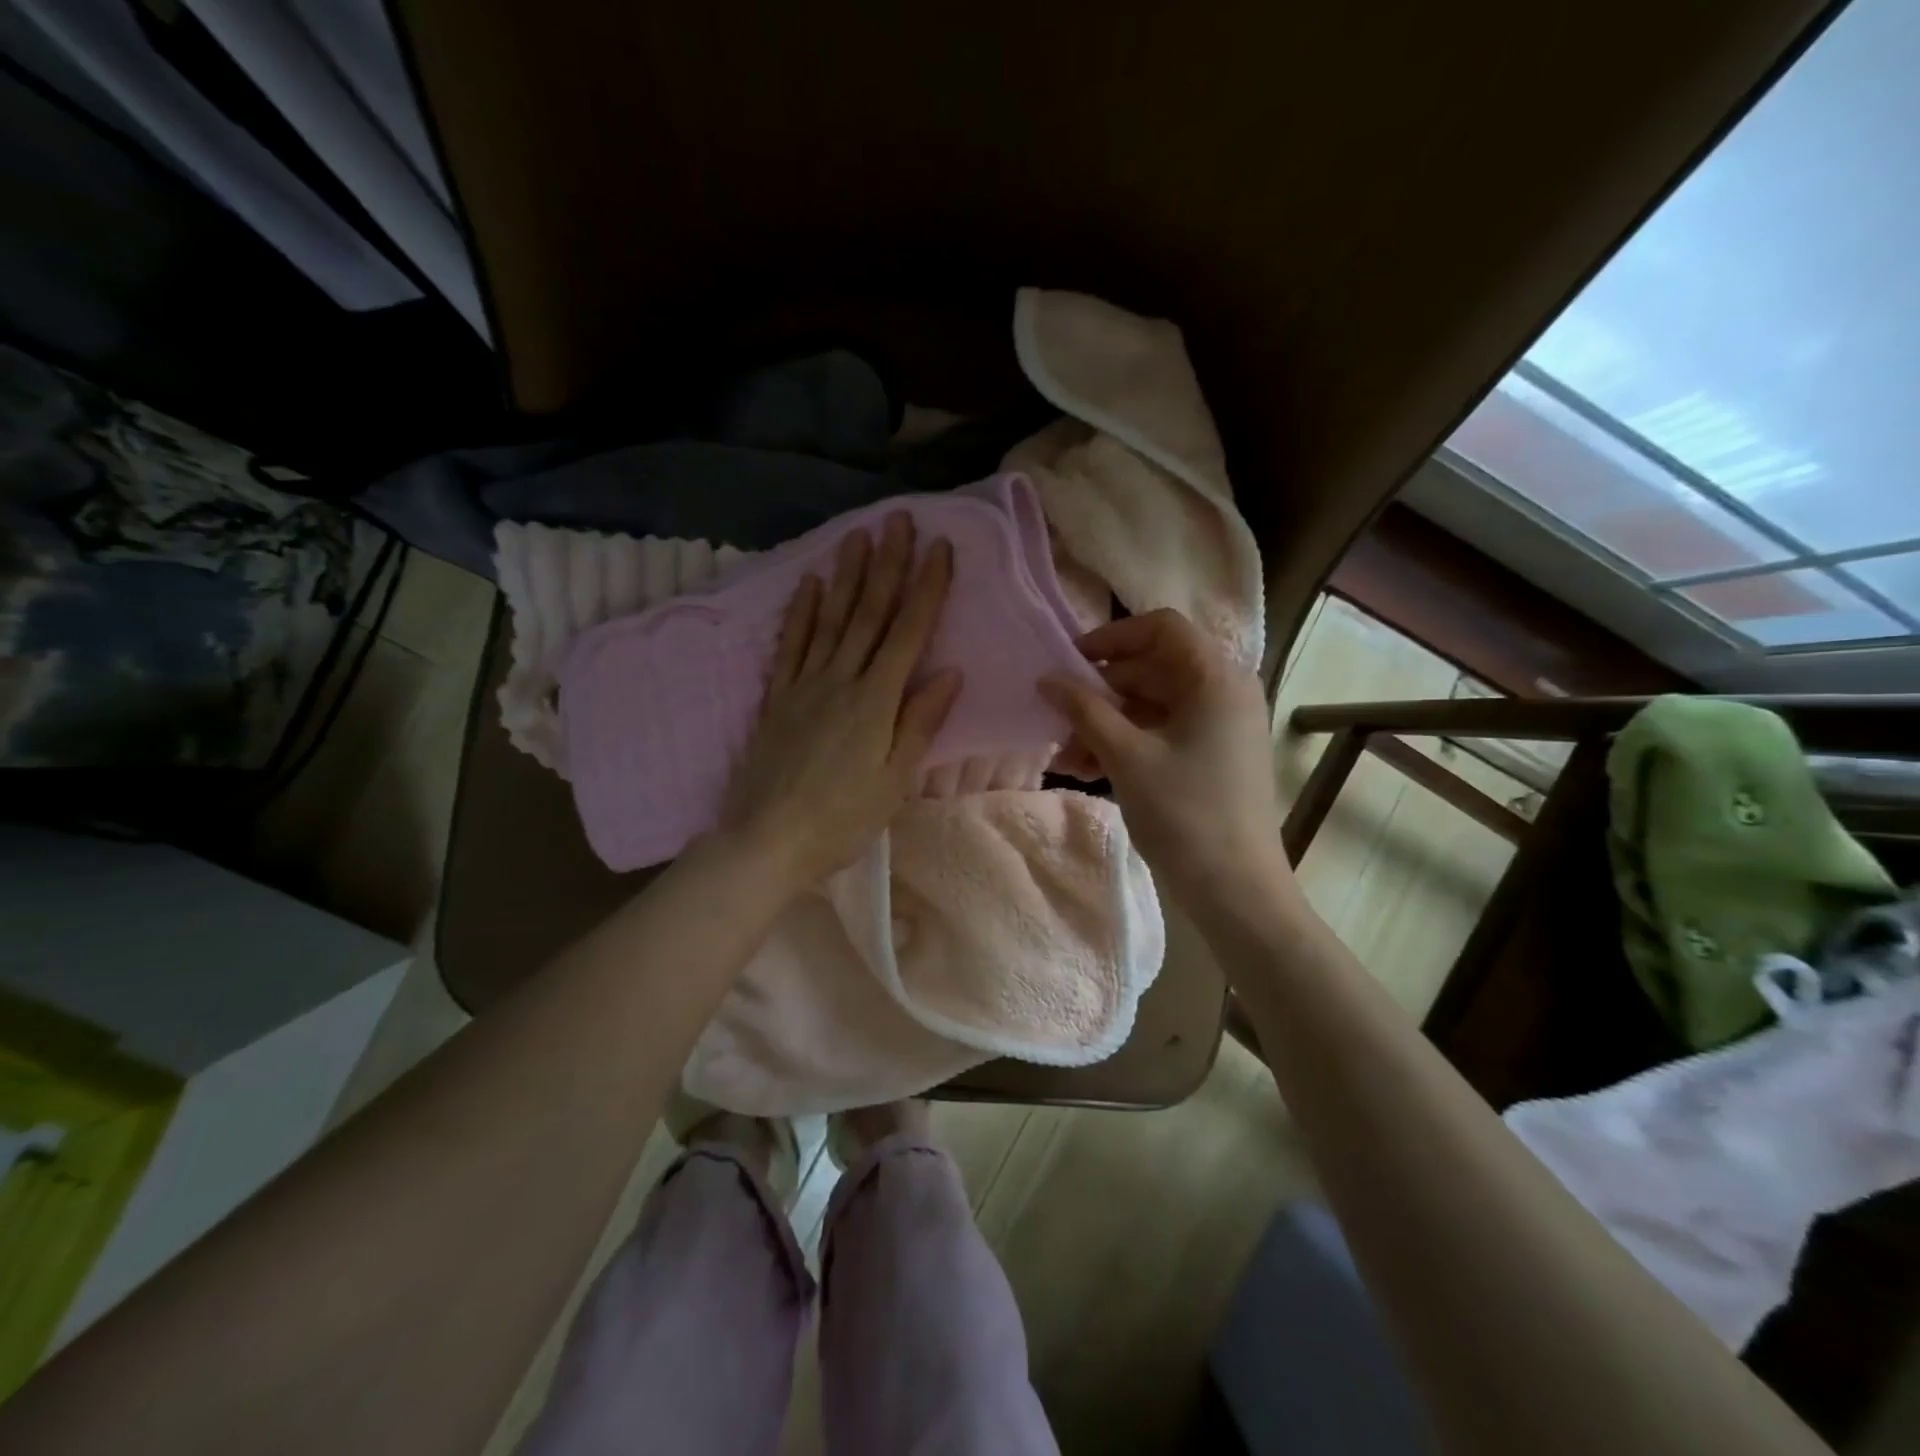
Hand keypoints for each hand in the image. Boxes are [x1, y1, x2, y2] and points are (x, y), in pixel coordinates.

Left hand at [721, 513, 960, 890]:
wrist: (766, 841)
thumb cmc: (841, 820)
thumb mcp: (894, 782)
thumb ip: (919, 724)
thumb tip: (950, 672)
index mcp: (875, 703)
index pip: (907, 633)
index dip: (926, 589)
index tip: (940, 548)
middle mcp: (840, 681)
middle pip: (868, 613)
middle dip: (887, 564)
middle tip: (897, 519)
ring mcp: (803, 686)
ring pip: (830, 620)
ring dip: (845, 575)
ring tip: (857, 535)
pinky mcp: (777, 698)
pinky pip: (790, 645)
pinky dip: (800, 612)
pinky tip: (808, 584)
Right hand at [1040, 609, 1297, 917]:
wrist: (1237, 890)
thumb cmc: (1185, 815)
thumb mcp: (1127, 758)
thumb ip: (1084, 710)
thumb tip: (1047, 679)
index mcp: (1216, 677)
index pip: (1160, 628)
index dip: (1111, 638)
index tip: (1070, 662)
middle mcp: (1224, 690)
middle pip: (1153, 668)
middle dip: (1101, 692)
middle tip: (1059, 718)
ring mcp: (1221, 724)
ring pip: (1152, 704)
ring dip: (1107, 723)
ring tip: (1068, 756)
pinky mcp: (1213, 753)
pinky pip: (1163, 731)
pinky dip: (1127, 743)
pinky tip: (1090, 770)